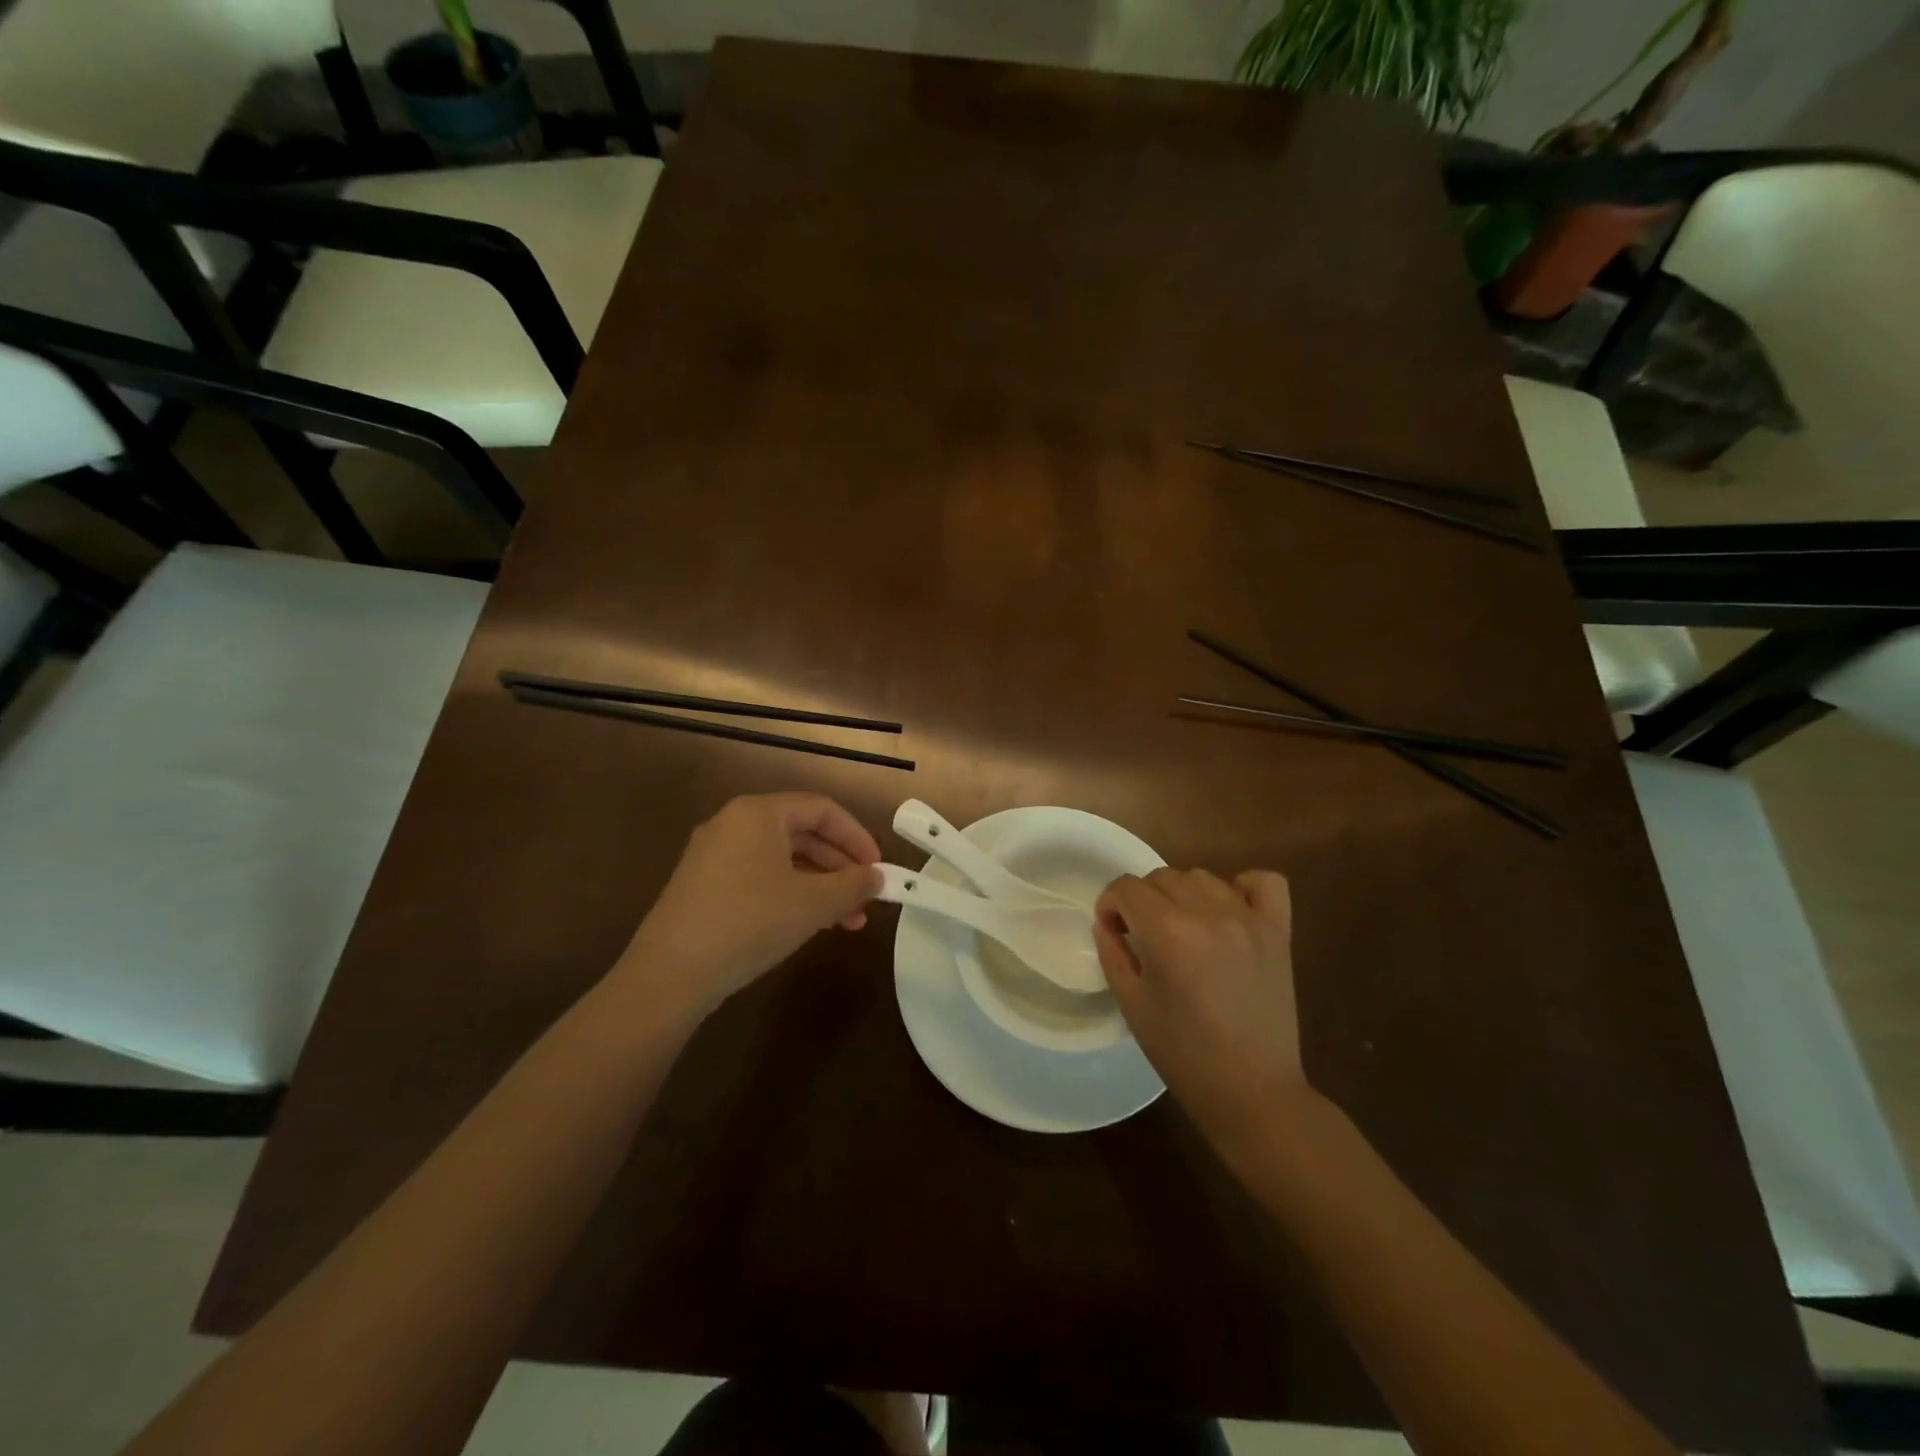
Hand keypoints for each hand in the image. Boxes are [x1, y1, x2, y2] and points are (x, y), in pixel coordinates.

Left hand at [620, 792, 881, 1016]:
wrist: (670, 974)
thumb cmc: (750, 922)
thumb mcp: (813, 903)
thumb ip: (853, 885)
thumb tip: (877, 877)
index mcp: (759, 813)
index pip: (822, 809)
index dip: (857, 836)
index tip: (879, 868)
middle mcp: (733, 823)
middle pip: (802, 833)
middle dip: (840, 867)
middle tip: (866, 899)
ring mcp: (714, 854)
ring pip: (782, 859)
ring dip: (819, 886)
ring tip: (846, 921)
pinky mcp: (703, 885)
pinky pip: (759, 876)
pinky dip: (790, 894)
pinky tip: (808, 924)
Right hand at [1093, 867, 1310, 1156]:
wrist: (1252, 1091)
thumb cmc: (1183, 1054)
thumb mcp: (1132, 1005)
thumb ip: (1113, 954)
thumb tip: (1107, 923)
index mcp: (1167, 933)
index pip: (1126, 888)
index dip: (1110, 905)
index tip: (1113, 930)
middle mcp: (1208, 914)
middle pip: (1161, 876)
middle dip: (1142, 900)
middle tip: (1144, 936)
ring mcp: (1248, 918)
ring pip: (1202, 876)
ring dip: (1183, 895)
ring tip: (1184, 929)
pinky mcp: (1278, 931)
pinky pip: (1264, 881)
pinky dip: (1243, 886)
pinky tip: (1230, 912)